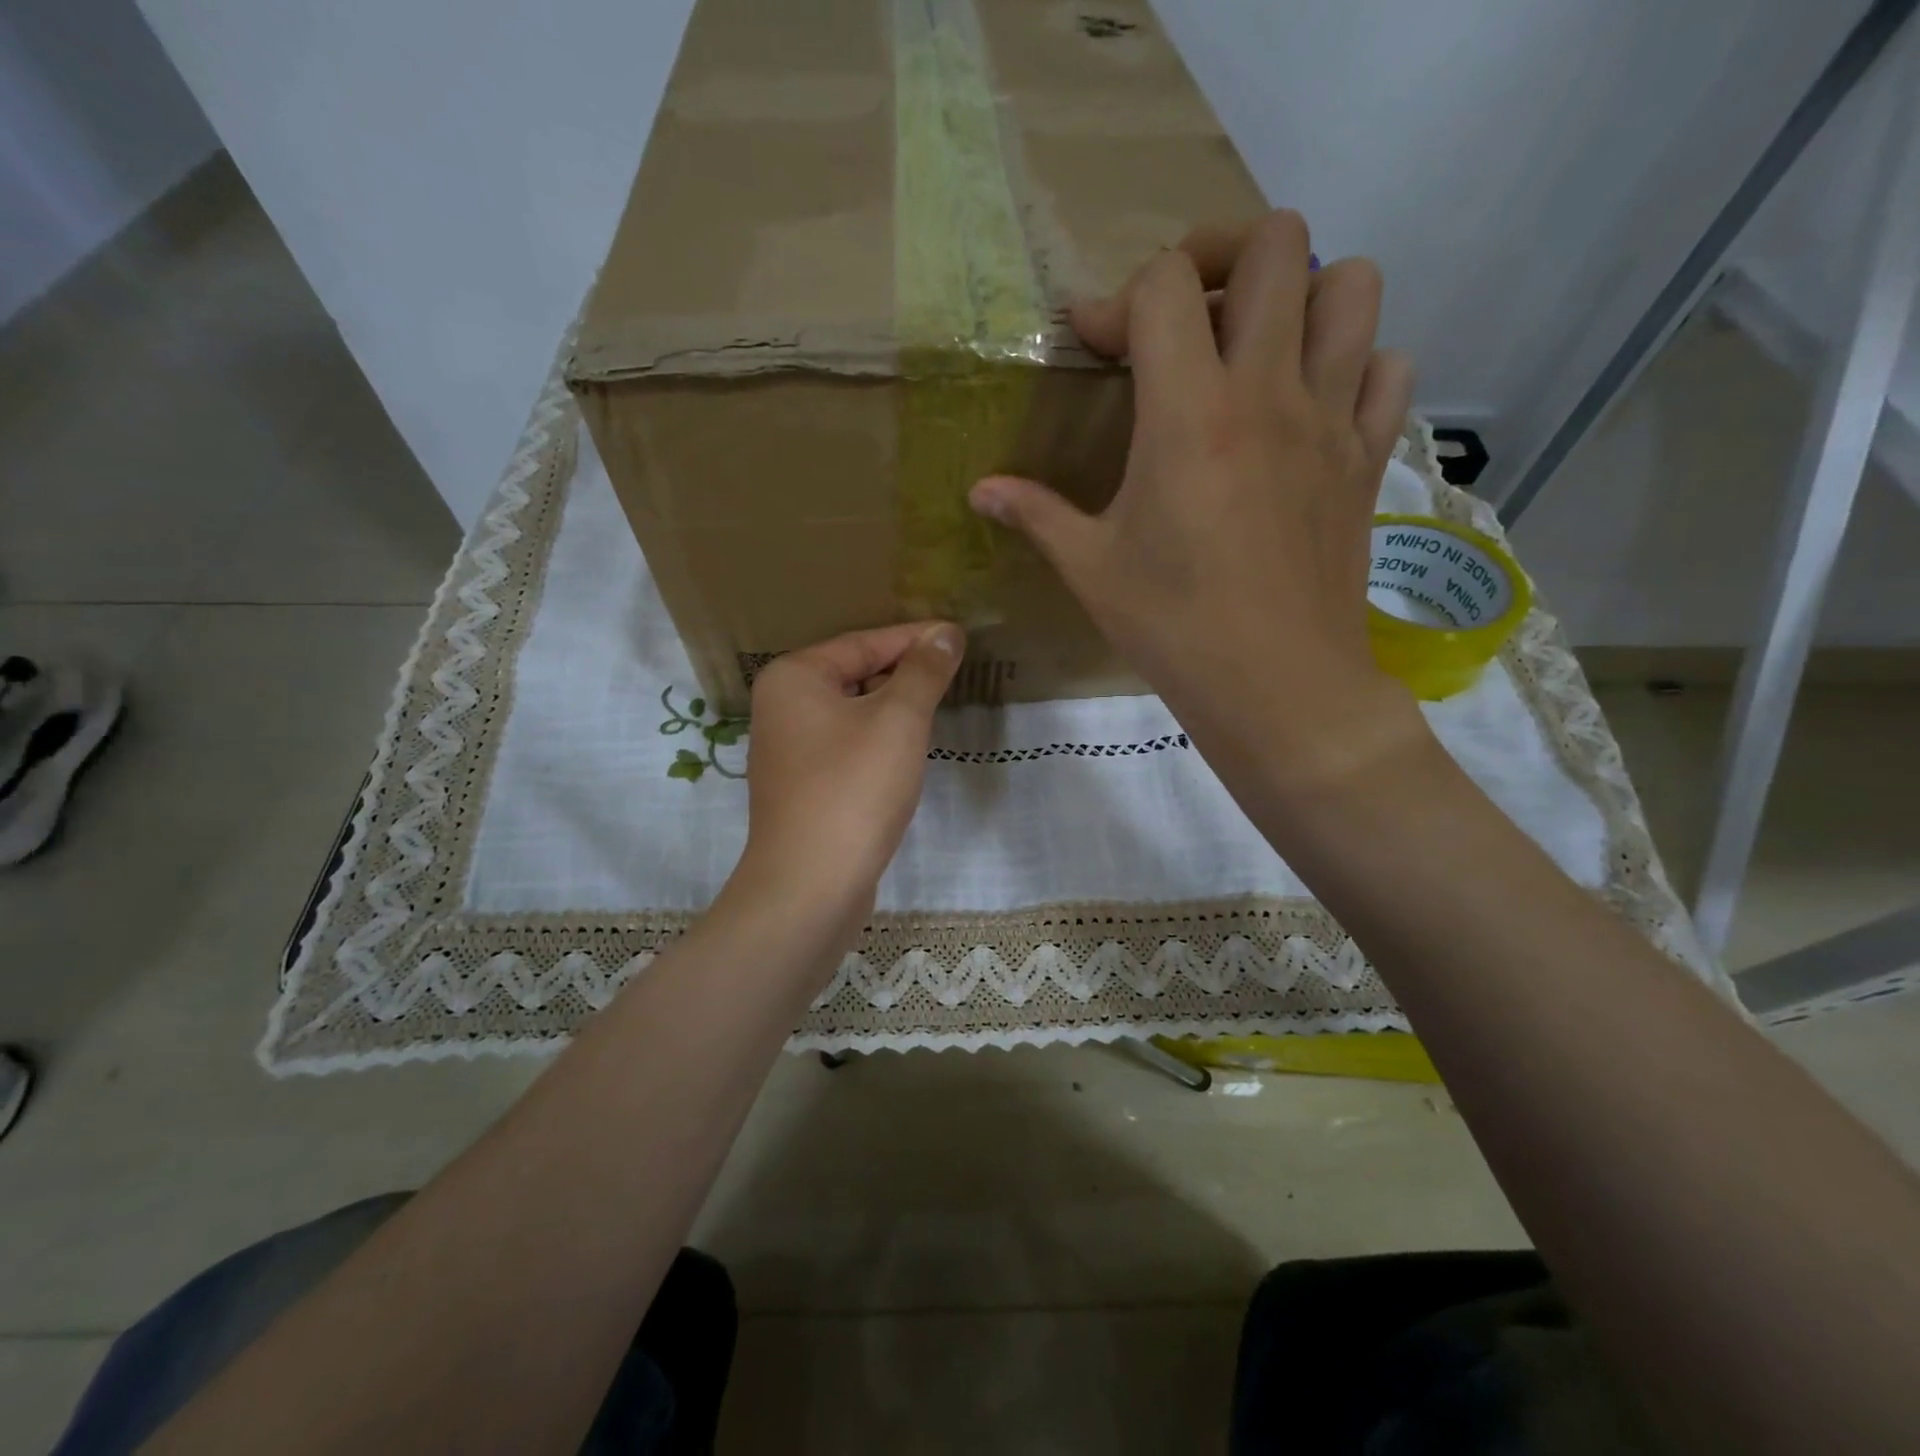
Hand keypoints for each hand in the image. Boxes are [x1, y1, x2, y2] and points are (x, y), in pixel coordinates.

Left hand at [735, 622, 963, 932]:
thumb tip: (945, 633)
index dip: (916, 638)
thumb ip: (923, 671)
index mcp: (794, 677)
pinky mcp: (802, 785)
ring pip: (852, 711)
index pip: (864, 642)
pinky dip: (878, 739)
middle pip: (855, 673)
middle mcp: (782, 705)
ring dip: (894, 707)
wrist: (811, 884)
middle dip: (905, 672)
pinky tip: (906, 748)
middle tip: (954, 670)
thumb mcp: (899, 720)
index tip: (959, 636)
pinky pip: (847, 744)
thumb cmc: (854, 789)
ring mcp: (789, 748)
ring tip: (938, 702)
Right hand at [969, 211, 1424, 792]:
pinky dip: (1354, 363)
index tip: (1093, 343)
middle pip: (1276, 245)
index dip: (1118, 297)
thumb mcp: (1091, 569)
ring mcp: (1331, 420)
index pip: (1163, 286)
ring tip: (1257, 344)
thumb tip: (980, 490)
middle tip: (1183, 313)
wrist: (1277, 686)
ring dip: (1302, 293)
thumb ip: (1035, 515)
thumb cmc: (1174, 627)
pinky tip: (1312, 403)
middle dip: (1219, 255)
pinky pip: (1387, 368)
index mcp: (1189, 414)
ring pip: (1353, 286)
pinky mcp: (1367, 457)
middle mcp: (1269, 392)